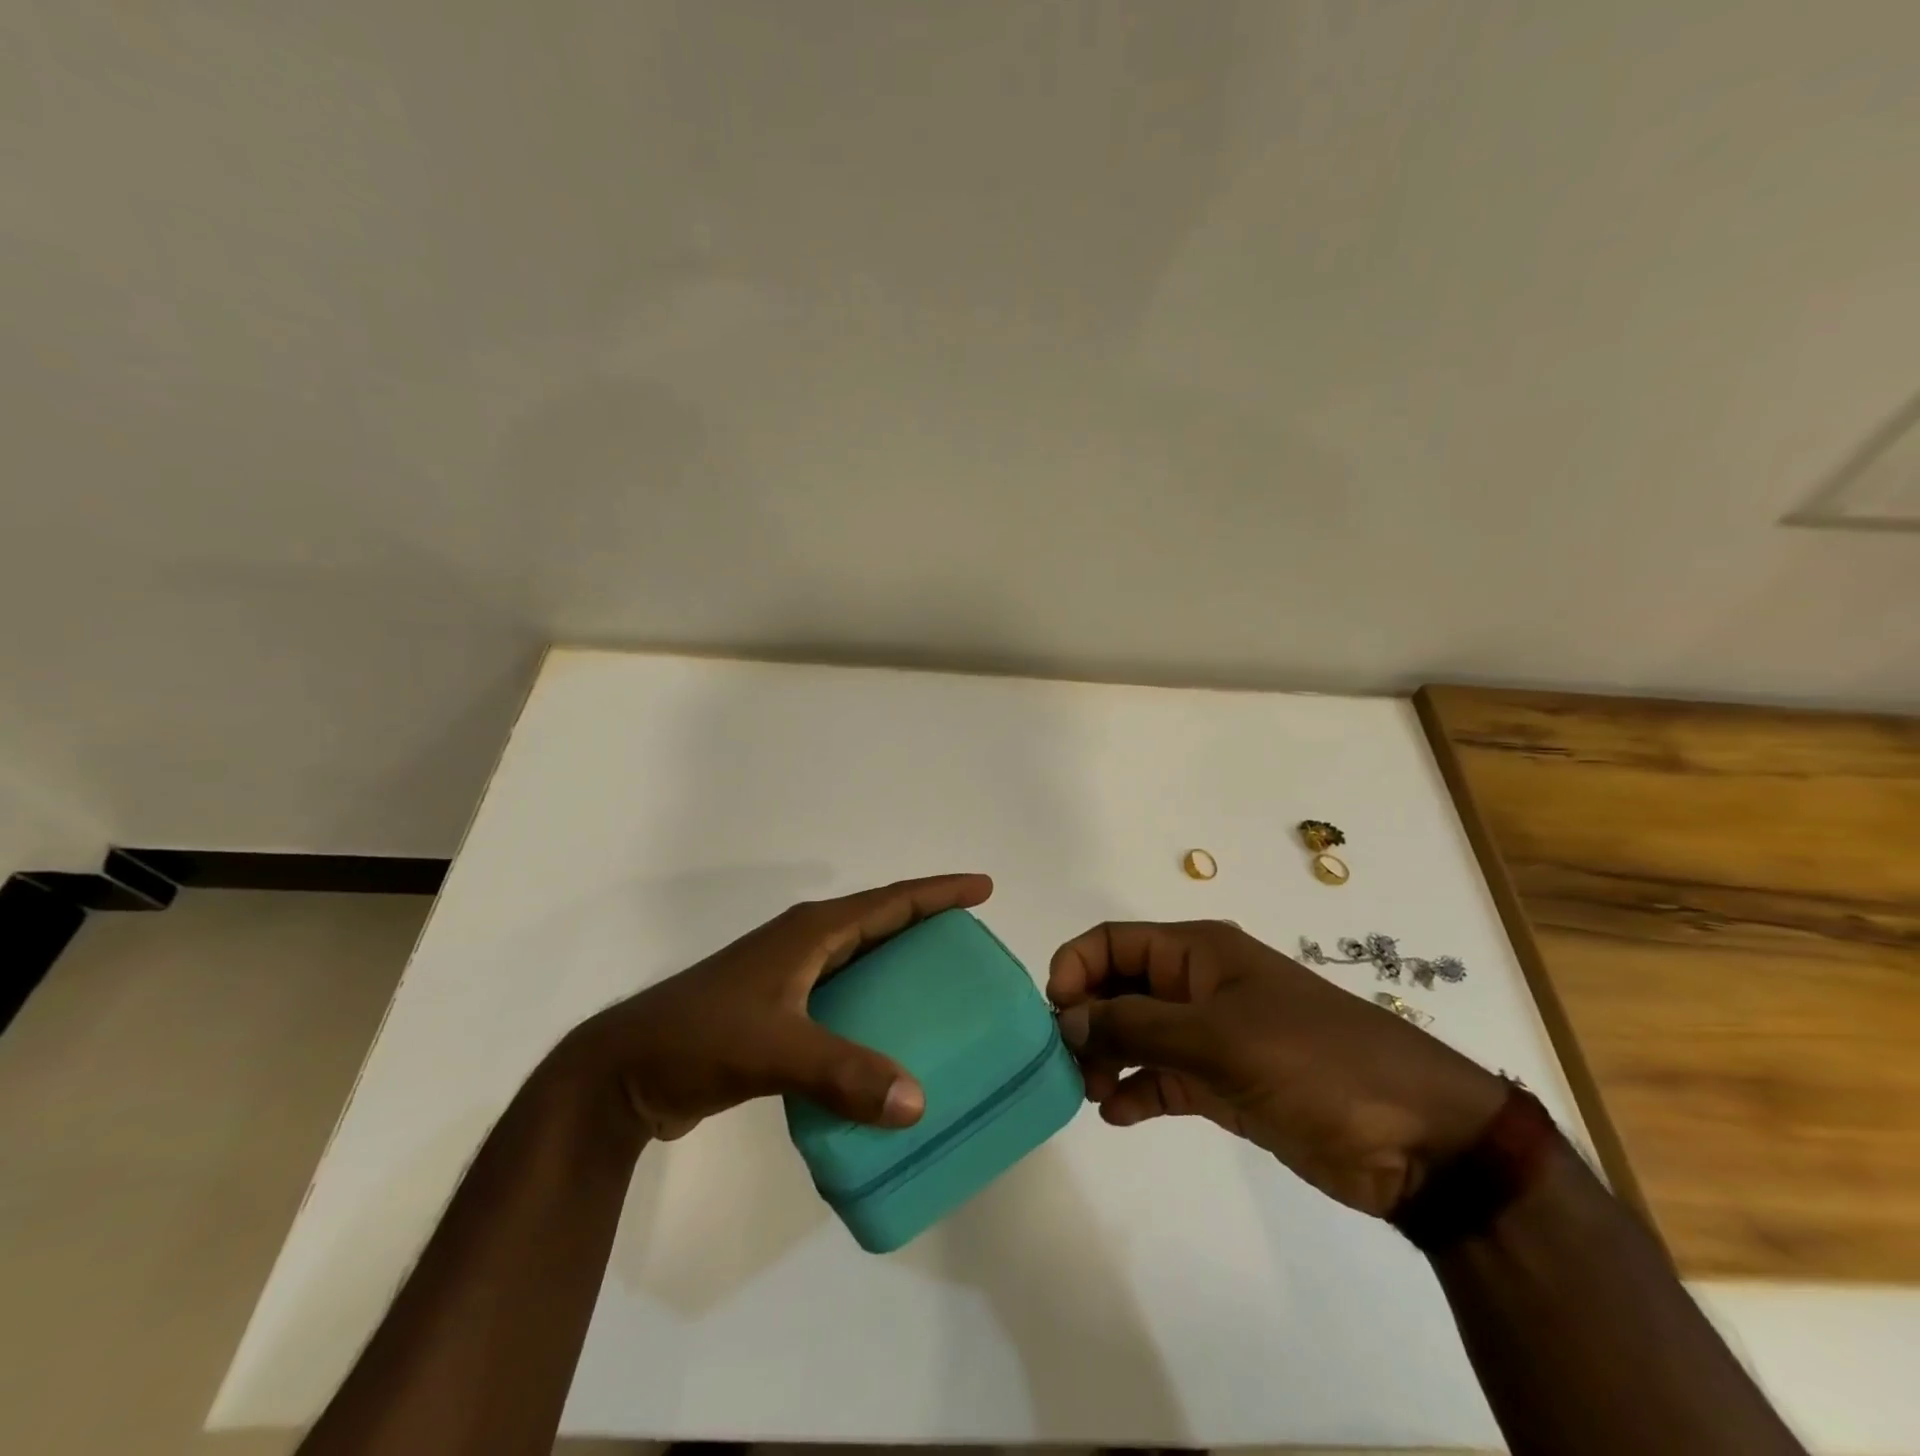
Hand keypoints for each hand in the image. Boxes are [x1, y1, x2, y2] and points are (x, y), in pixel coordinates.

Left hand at [557, 873, 992, 1141]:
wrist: (624, 1071)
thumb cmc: (698, 1039)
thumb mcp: (773, 1050)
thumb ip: (843, 1074)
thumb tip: (918, 1103)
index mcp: (810, 933)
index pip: (889, 901)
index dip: (938, 891)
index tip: (983, 887)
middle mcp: (804, 944)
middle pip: (880, 922)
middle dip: (927, 922)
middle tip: (973, 941)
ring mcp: (788, 976)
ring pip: (861, 959)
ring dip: (900, 964)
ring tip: (944, 987)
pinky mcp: (777, 1010)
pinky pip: (843, 996)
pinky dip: (873, 1005)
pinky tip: (889, 1039)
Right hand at [1049, 920, 1504, 1217]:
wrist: (1417, 1138)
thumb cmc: (1313, 1062)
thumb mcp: (1218, 1037)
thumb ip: (1135, 1026)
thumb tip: (1066, 1019)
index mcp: (1198, 952)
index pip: (1114, 942)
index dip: (1077, 968)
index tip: (1056, 1015)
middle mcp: (1198, 986)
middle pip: (1119, 987)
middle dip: (1087, 1018)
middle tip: (1069, 1064)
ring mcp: (1211, 1036)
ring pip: (1136, 1034)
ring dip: (1106, 1057)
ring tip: (1092, 1092)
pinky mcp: (1224, 1084)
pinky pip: (1162, 1077)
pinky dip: (1136, 1091)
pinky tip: (1118, 1114)